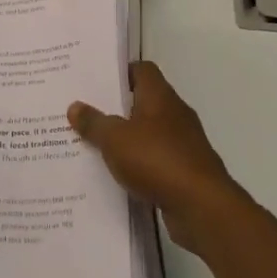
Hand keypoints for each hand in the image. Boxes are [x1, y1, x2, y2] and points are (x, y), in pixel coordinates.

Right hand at [68, 62, 238, 253]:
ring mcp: (183, 143)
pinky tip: (118, 174)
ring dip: (127, 139)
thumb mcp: (115, 139)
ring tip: (95, 145)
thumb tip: (74, 106)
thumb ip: (94, 123)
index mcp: (160, 97)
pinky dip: (139, 164)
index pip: (142, 70)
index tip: (96, 81)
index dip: (120, 72)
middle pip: (144, 101)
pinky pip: (156, 160)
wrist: (201, 207)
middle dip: (117, 108)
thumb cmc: (157, 160)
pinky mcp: (186, 171)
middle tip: (87, 113)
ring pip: (149, 133)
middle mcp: (175, 114)